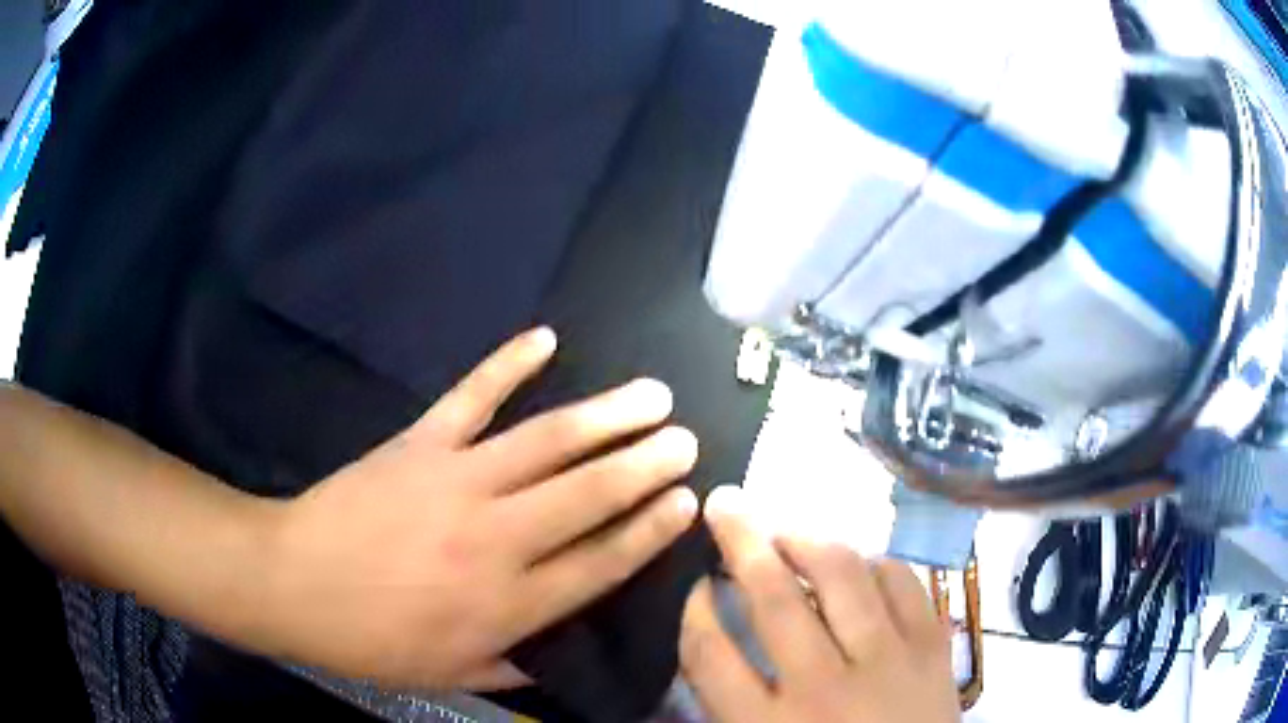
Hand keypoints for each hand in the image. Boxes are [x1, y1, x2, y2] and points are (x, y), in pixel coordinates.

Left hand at [263, 328, 699, 690]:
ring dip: (606, 416)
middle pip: (589, 495)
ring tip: (651, 395)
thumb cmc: (370, 639)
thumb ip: (512, 667)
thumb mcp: (448, 674)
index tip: (686, 502)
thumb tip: (556, 657)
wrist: (294, 582)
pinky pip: (471, 395)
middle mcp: (496, 539)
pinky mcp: (420, 443)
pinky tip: (544, 338)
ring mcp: (457, 480)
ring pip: (547, 442)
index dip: (650, 530)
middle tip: (685, 440)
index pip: (601, 562)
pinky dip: (508, 363)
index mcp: (507, 604)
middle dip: (645, 465)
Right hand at [680, 487, 959, 722]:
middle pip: (775, 599)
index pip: (711, 654)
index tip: (698, 585)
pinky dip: (875, 562)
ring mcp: (886, 660)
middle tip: (725, 502)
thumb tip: (712, 634)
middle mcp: (824, 686)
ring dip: (807, 538)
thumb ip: (731, 701)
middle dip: (742, 542)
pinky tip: (858, 563)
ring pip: (841, 576)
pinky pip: (902, 581)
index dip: (696, 610)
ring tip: (786, 527)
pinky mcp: (932, 645)